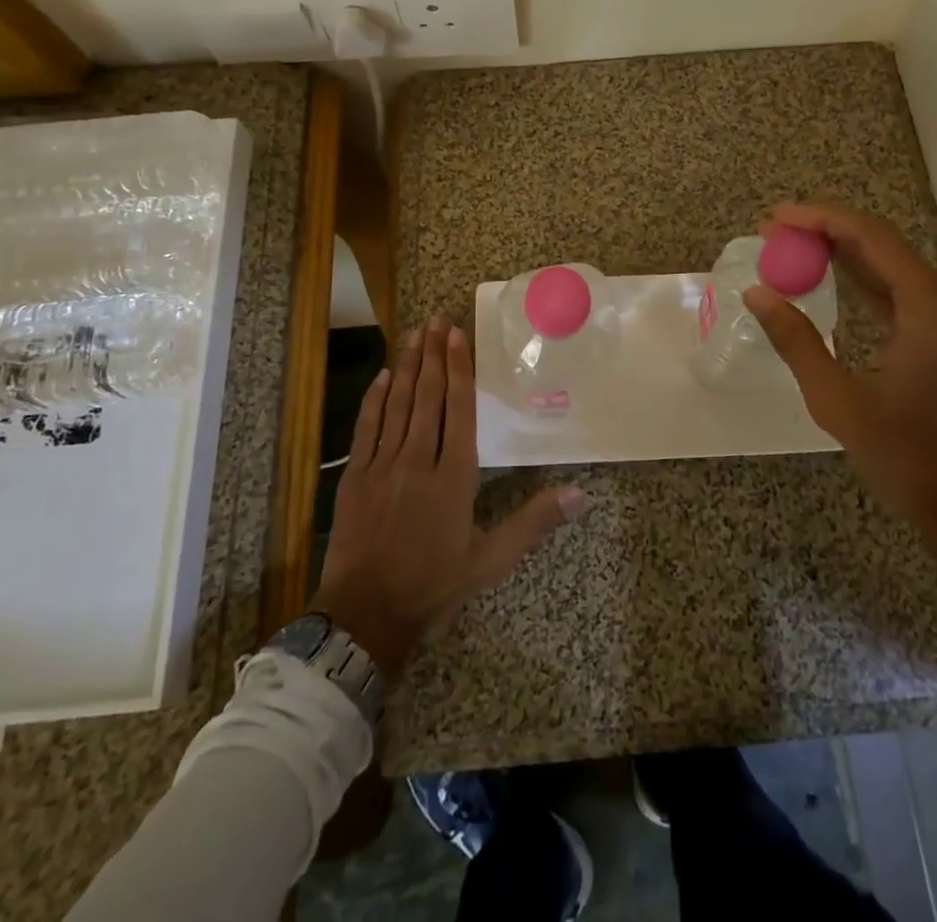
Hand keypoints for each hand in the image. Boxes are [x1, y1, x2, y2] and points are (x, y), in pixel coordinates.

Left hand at [312, 314, 586, 677]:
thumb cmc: (434, 585)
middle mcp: (418, 460)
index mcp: (454, 477)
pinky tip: (382, 376)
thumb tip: (581, 494)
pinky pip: (366, 428)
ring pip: (397, 405)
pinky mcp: (355, 477)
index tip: (456, 336)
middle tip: (436, 320)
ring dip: (405, 366)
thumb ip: (534, 522)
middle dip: (432, 355)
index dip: (458, 370)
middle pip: (427, 397)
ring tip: (413, 334)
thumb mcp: (491, 560)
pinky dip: (374, 399)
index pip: (459, 410)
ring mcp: (382, 466)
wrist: (365, 616)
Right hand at [743, 202, 936, 585]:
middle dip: (825, 231)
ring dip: (841, 253)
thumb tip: (757, 293)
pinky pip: (900, 290)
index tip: (775, 217)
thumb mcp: (839, 401)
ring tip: (788, 247)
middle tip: (772, 231)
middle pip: (882, 243)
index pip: (870, 237)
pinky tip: (826, 276)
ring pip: (890, 264)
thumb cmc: (908, 457)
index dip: (819, 218)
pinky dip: (862, 279)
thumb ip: (796, 341)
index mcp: (932, 306)